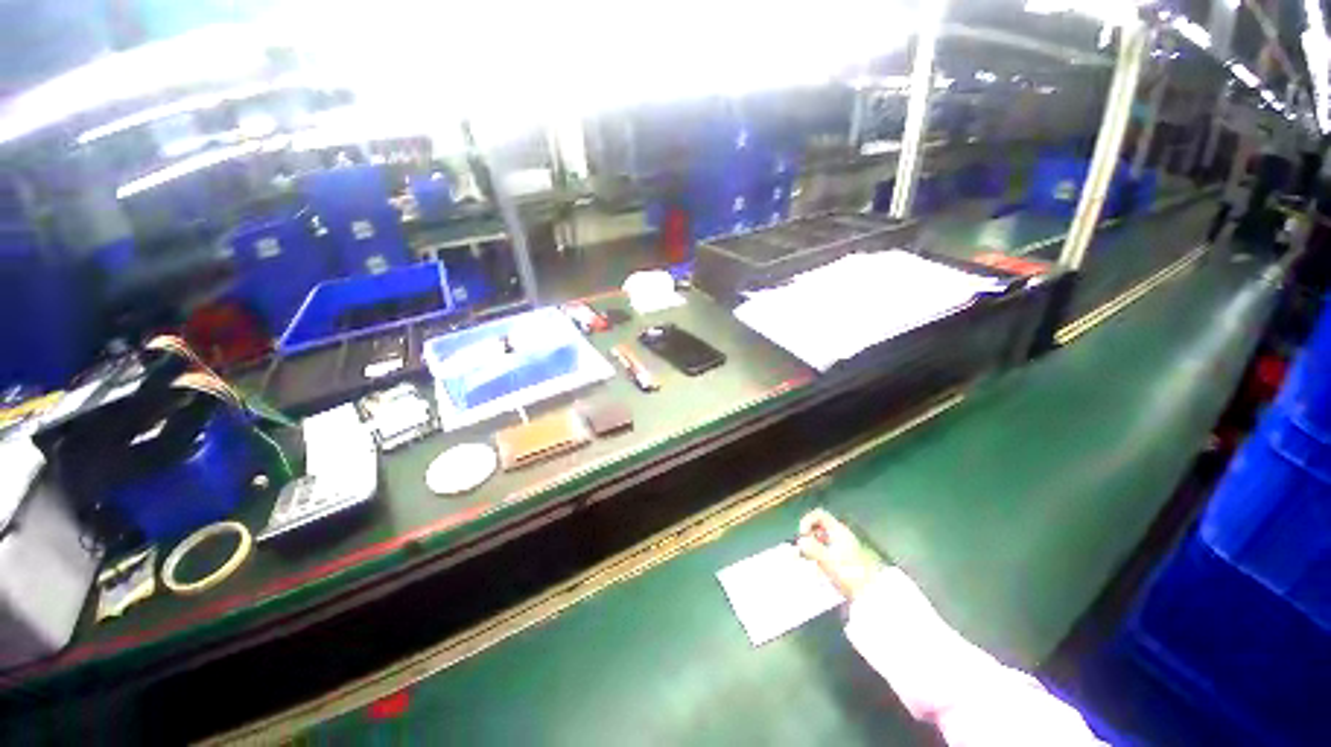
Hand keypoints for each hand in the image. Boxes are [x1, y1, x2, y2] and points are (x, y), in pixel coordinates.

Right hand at [797, 509, 884, 600]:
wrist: (872, 593)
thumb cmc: (850, 574)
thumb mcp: (828, 561)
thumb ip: (813, 549)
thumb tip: (801, 540)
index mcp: (838, 531)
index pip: (818, 514)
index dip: (807, 520)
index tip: (803, 535)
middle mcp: (841, 534)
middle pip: (819, 526)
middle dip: (809, 536)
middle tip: (804, 549)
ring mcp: (844, 545)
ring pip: (823, 537)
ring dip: (813, 546)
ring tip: (811, 560)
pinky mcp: (845, 556)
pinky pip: (828, 548)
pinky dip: (820, 554)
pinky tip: (820, 568)